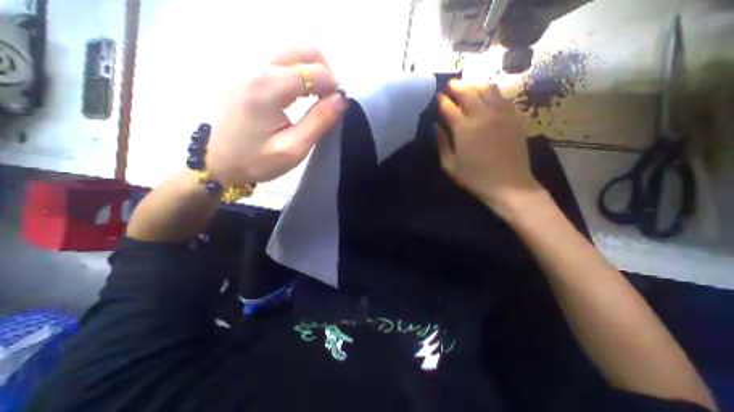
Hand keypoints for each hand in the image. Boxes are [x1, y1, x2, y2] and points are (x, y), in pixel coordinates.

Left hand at [203, 47, 346, 184]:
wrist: (218, 161)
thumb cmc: (257, 160)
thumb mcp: (294, 148)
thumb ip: (319, 120)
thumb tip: (341, 99)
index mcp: (266, 86)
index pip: (314, 71)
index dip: (333, 86)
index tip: (338, 104)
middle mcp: (252, 64)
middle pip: (303, 50)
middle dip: (325, 72)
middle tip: (329, 98)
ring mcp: (243, 61)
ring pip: (290, 48)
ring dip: (310, 68)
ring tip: (314, 94)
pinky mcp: (240, 66)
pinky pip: (276, 54)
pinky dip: (294, 67)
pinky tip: (296, 88)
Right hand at [434, 79, 543, 217]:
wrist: (508, 184)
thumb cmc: (474, 177)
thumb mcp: (449, 165)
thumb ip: (441, 143)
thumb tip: (436, 126)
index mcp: (464, 129)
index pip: (449, 107)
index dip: (442, 101)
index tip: (437, 97)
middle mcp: (482, 115)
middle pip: (468, 92)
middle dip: (457, 86)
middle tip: (450, 85)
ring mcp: (501, 114)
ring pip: (487, 89)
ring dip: (475, 84)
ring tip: (467, 85)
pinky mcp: (513, 117)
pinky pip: (502, 97)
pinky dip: (492, 91)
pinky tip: (487, 94)